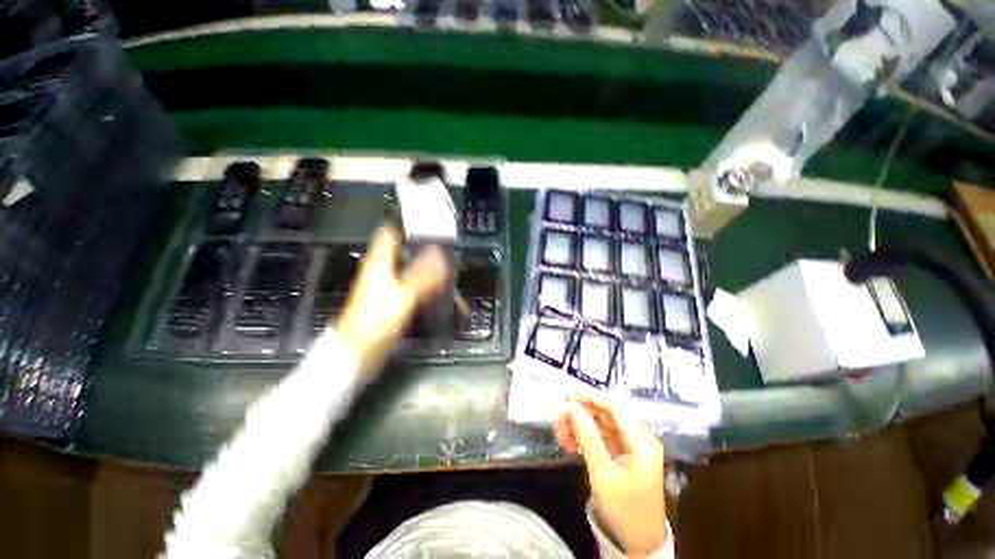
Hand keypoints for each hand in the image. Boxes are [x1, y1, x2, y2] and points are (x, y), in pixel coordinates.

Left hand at [336, 225, 449, 375]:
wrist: (357, 353)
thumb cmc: (375, 322)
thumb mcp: (403, 296)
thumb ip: (423, 275)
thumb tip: (440, 254)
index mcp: (379, 263)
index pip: (391, 232)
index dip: (408, 224)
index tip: (429, 223)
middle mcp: (382, 271)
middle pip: (405, 251)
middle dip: (426, 249)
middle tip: (447, 249)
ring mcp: (388, 287)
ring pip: (411, 269)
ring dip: (429, 270)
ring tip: (449, 272)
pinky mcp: (393, 301)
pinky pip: (413, 287)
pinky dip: (427, 287)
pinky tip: (440, 293)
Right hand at [554, 395, 666, 557]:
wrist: (638, 544)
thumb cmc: (623, 510)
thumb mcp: (603, 474)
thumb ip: (588, 438)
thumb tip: (572, 408)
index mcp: (641, 442)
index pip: (614, 407)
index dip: (589, 398)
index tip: (566, 396)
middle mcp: (639, 439)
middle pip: (606, 415)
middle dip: (580, 413)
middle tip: (558, 418)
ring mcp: (631, 447)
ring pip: (601, 425)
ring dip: (579, 426)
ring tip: (559, 433)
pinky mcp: (623, 455)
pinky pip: (601, 438)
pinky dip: (585, 438)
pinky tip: (568, 443)